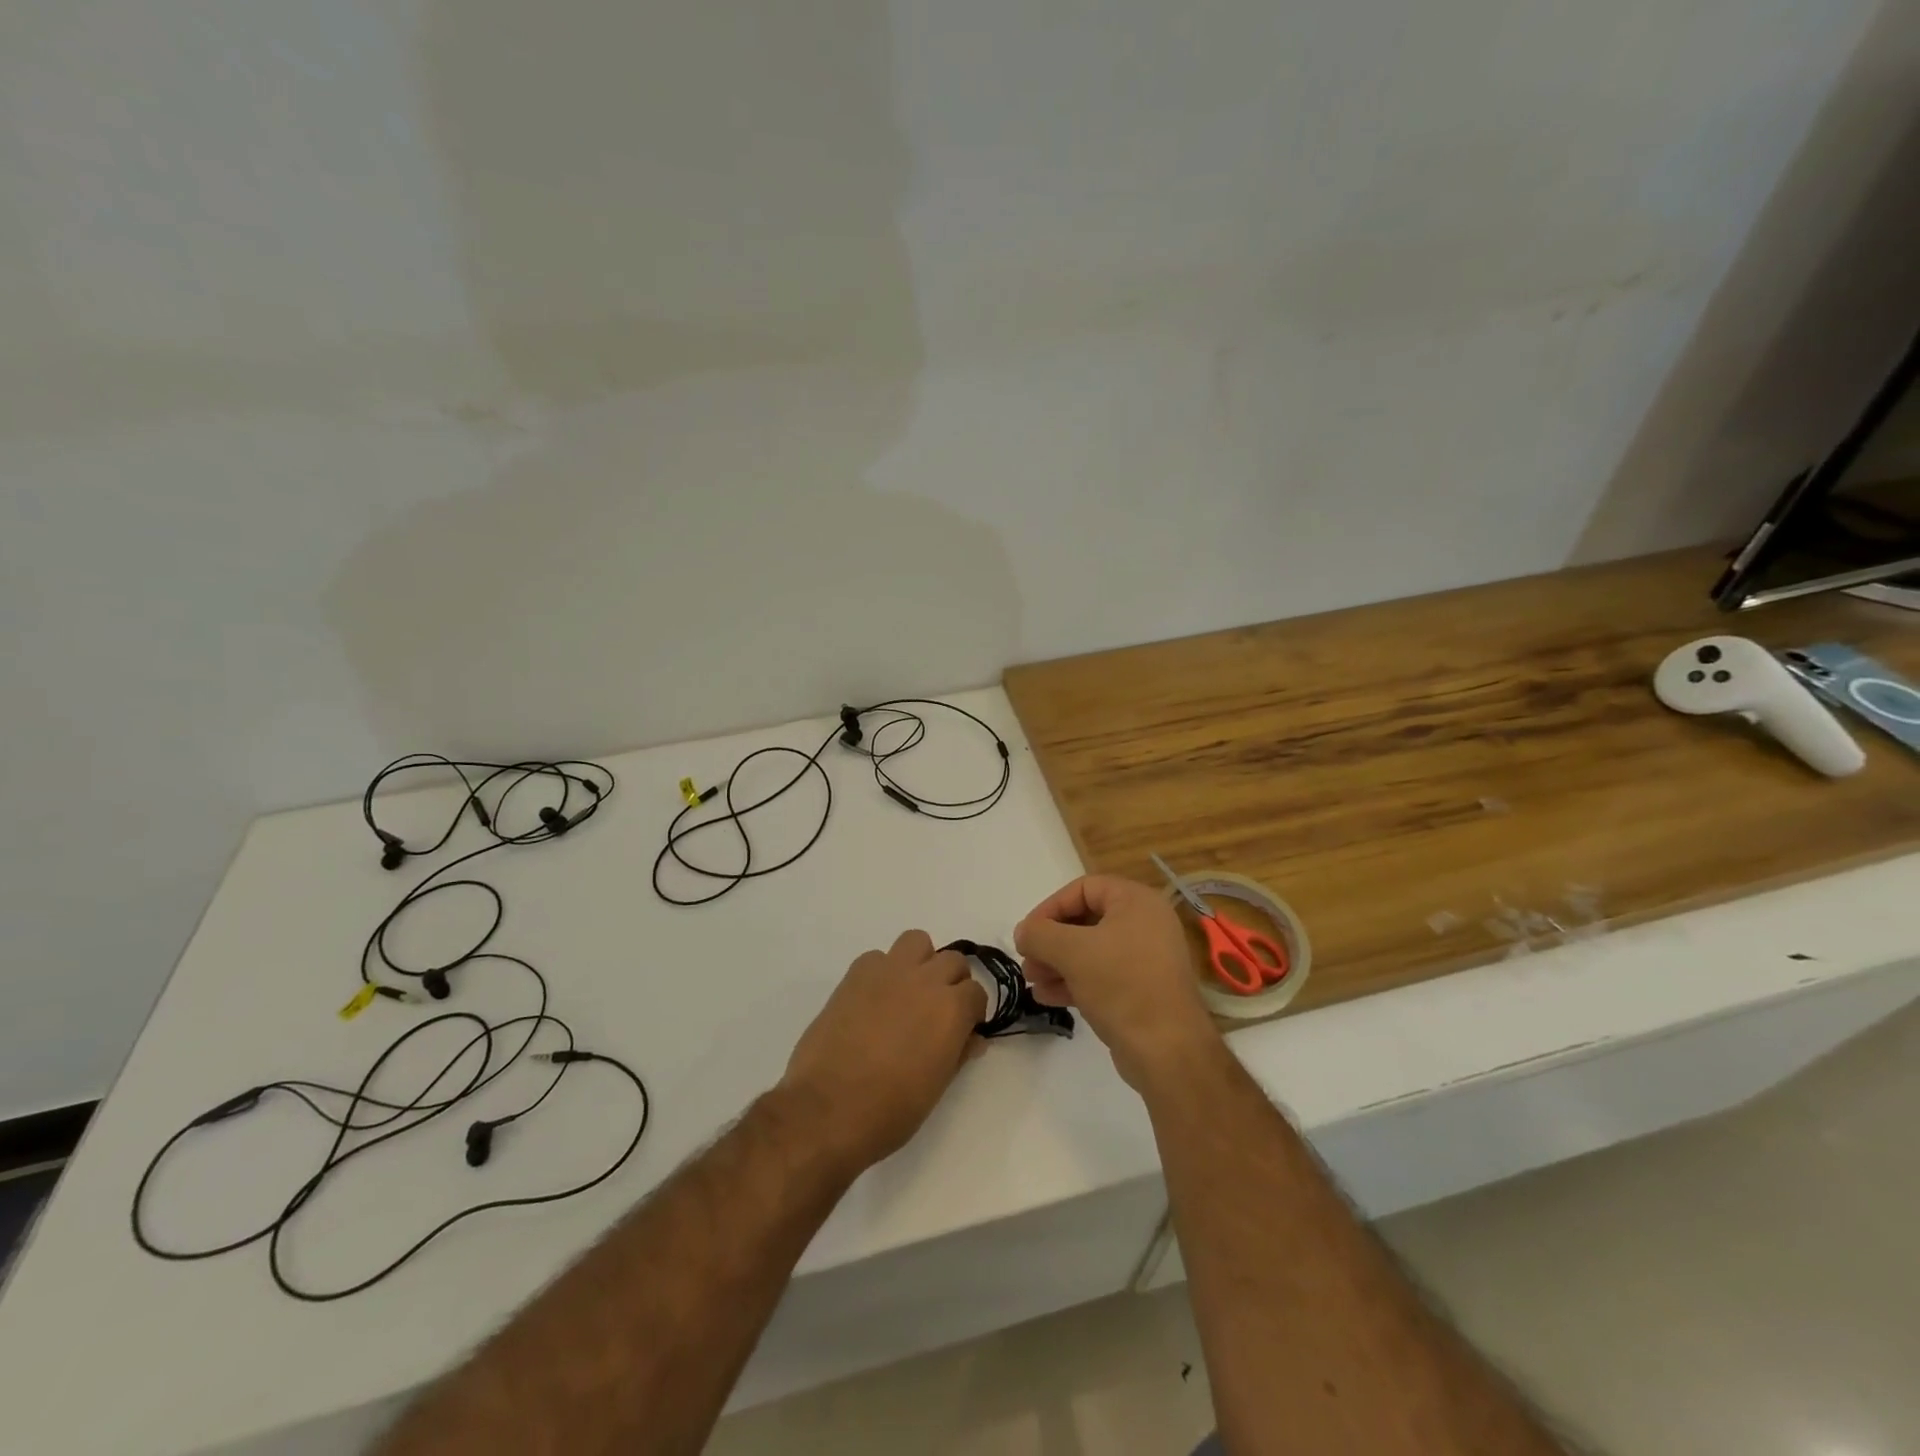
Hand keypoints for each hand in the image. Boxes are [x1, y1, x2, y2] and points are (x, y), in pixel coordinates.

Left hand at [779, 930, 986, 1174]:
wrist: (828, 1107)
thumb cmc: (890, 1109)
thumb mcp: (936, 1087)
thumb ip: (958, 1053)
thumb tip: (973, 1039)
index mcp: (951, 1009)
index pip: (977, 993)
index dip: (971, 1012)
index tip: (962, 1030)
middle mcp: (926, 979)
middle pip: (953, 960)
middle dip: (951, 983)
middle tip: (937, 1011)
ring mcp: (889, 971)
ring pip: (917, 941)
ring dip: (920, 961)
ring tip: (909, 992)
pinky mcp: (856, 973)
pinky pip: (878, 957)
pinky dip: (882, 971)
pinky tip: (873, 1000)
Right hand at [1015, 875, 1219, 1088]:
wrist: (1168, 1051)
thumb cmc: (1121, 985)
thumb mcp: (1072, 952)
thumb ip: (1040, 934)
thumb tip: (1023, 932)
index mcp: (1136, 901)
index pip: (1083, 888)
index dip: (1050, 908)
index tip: (1027, 934)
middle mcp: (1145, 923)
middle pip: (1085, 920)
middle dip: (1051, 940)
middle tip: (1027, 960)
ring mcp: (1145, 958)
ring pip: (1091, 950)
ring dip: (1057, 962)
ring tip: (1032, 980)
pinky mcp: (1142, 989)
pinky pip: (1101, 975)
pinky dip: (1074, 981)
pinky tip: (1046, 997)